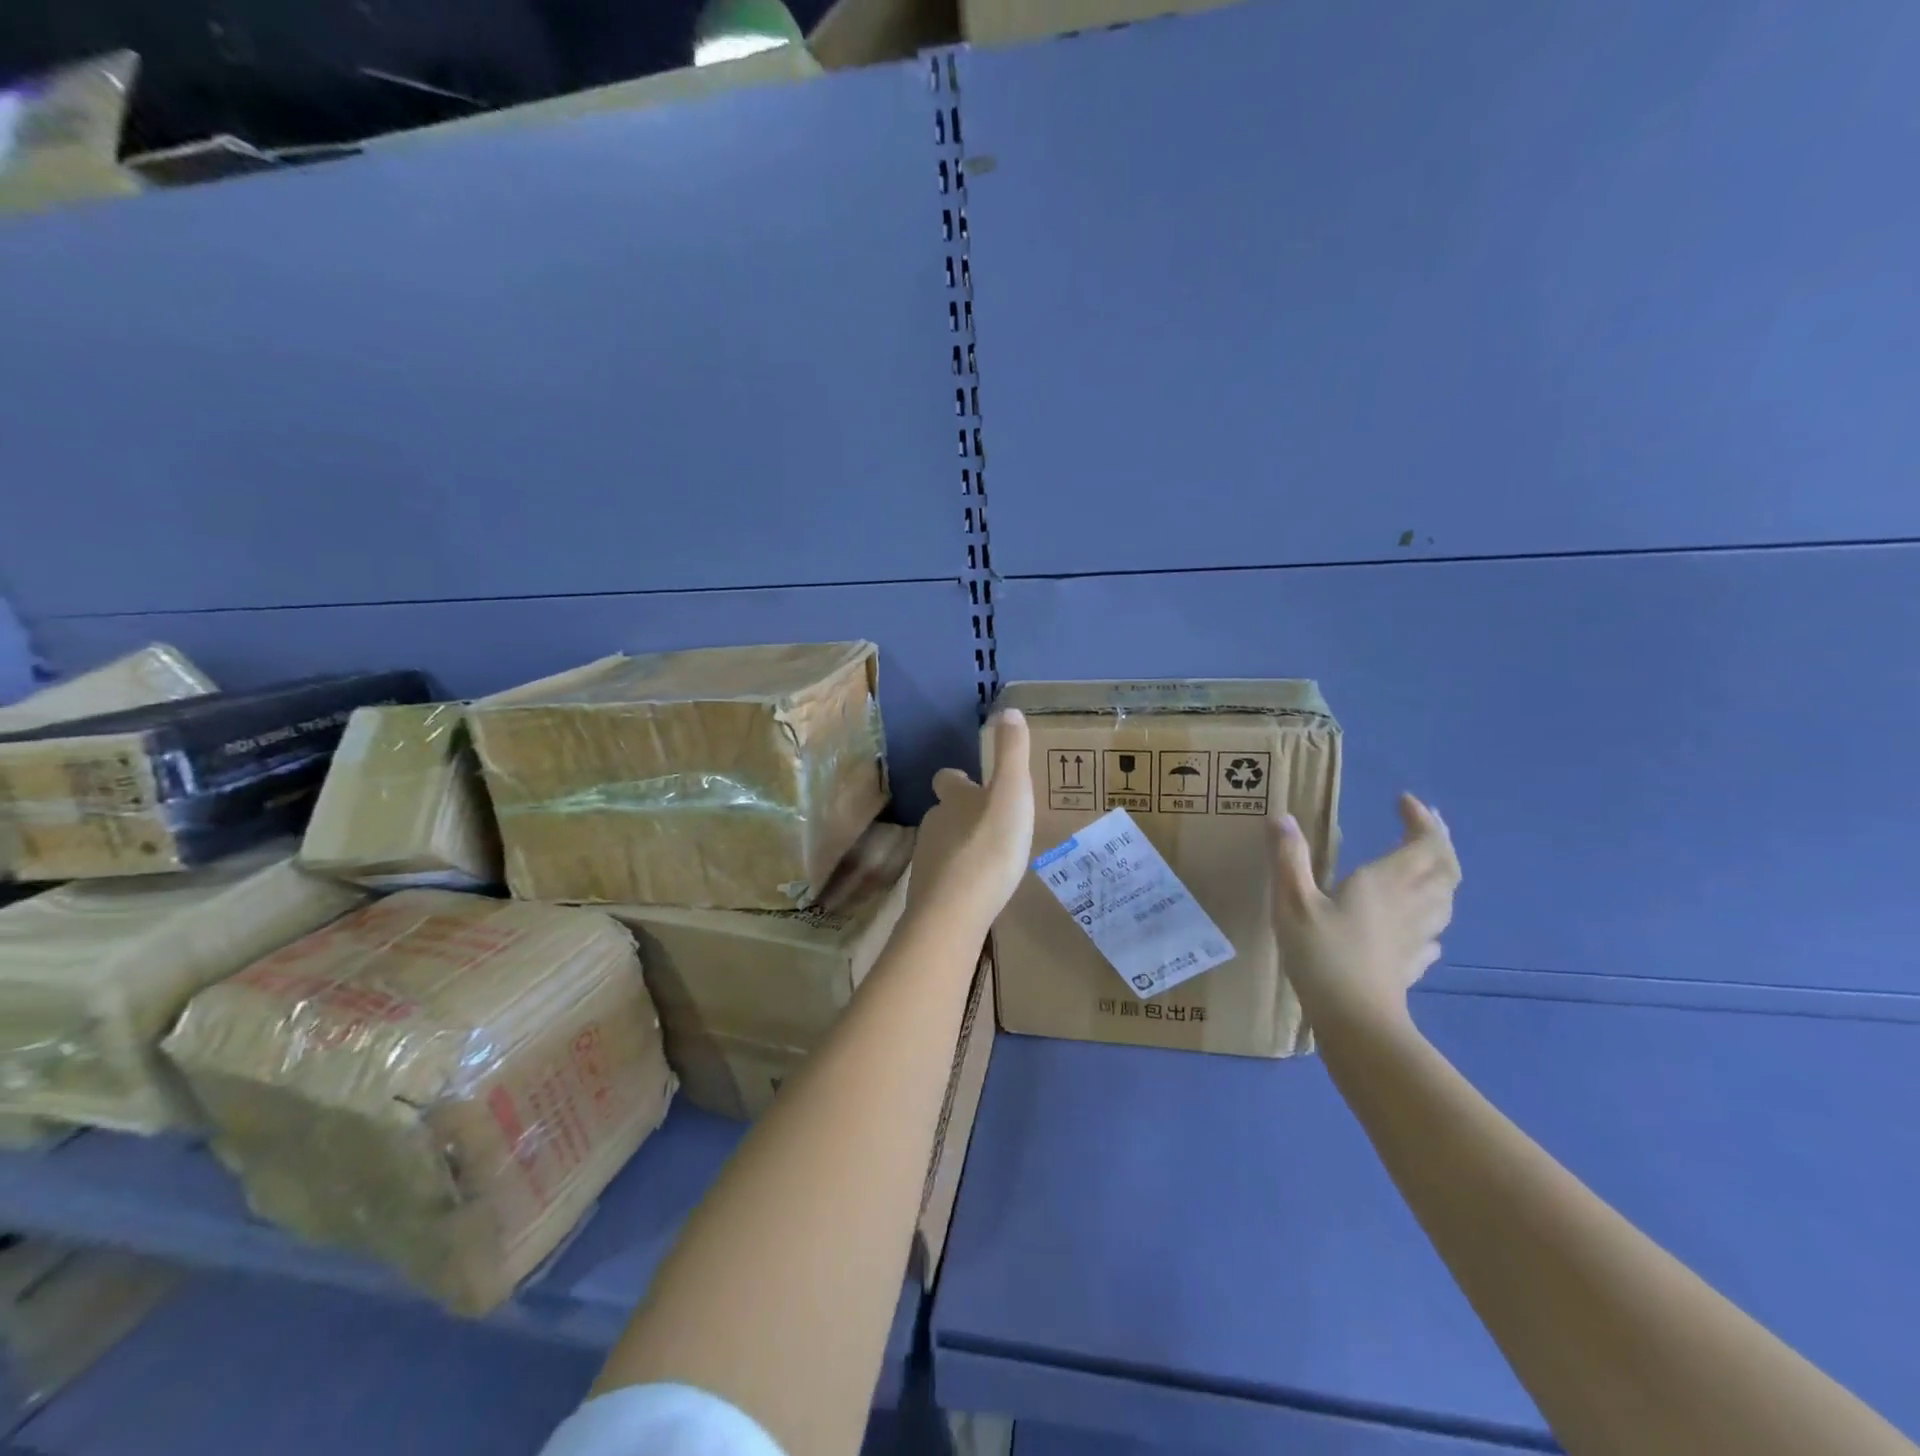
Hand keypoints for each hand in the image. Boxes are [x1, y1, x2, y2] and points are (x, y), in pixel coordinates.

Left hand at [908, 710, 1034, 934]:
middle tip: (990, 823)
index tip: (973, 782)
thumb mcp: (1011, 793)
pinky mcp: (928, 892)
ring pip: (943, 844)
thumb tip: (1007, 711)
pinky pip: (945, 876)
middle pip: (943, 812)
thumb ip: (1011, 754)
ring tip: (988, 856)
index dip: (958, 779)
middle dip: (962, 814)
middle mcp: (934, 823)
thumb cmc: (990, 846)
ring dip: (962, 845)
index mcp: (954, 799)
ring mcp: (926, 859)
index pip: (947, 779)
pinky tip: (977, 888)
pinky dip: (958, 876)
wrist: (955, 910)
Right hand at [1268, 793, 1459, 1029]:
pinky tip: (1417, 924)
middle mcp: (1411, 904)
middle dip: (1439, 842)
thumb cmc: (1323, 955)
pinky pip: (1432, 931)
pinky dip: (1430, 915)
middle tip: (1424, 825)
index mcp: (1387, 883)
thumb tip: (1281, 818)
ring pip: (1445, 898)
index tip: (1405, 801)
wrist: (1355, 1021)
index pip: (1423, 843)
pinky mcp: (1412, 964)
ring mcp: (1417, 937)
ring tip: (1425, 865)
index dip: (1421, 819)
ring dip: (1441, 874)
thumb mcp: (1293, 901)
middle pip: (1445, 868)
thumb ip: (1289, 858)